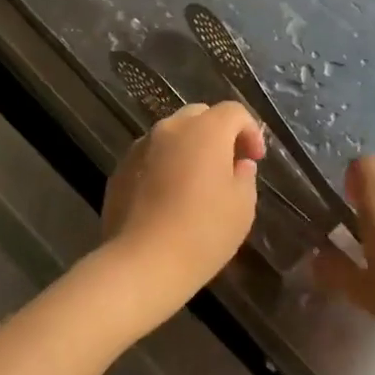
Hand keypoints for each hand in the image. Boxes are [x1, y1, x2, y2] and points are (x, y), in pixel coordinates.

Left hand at [90, 102, 264, 336]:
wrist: (142, 262)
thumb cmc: (203, 232)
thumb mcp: (242, 207)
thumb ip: (245, 176)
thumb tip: (238, 164)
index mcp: (205, 130)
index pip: (233, 111)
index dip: (250, 131)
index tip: (255, 159)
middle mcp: (170, 128)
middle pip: (200, 116)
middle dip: (218, 133)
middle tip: (228, 165)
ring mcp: (140, 147)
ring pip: (171, 135)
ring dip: (188, 148)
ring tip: (196, 182)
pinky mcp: (120, 169)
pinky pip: (150, 156)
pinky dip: (164, 166)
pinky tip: (168, 197)